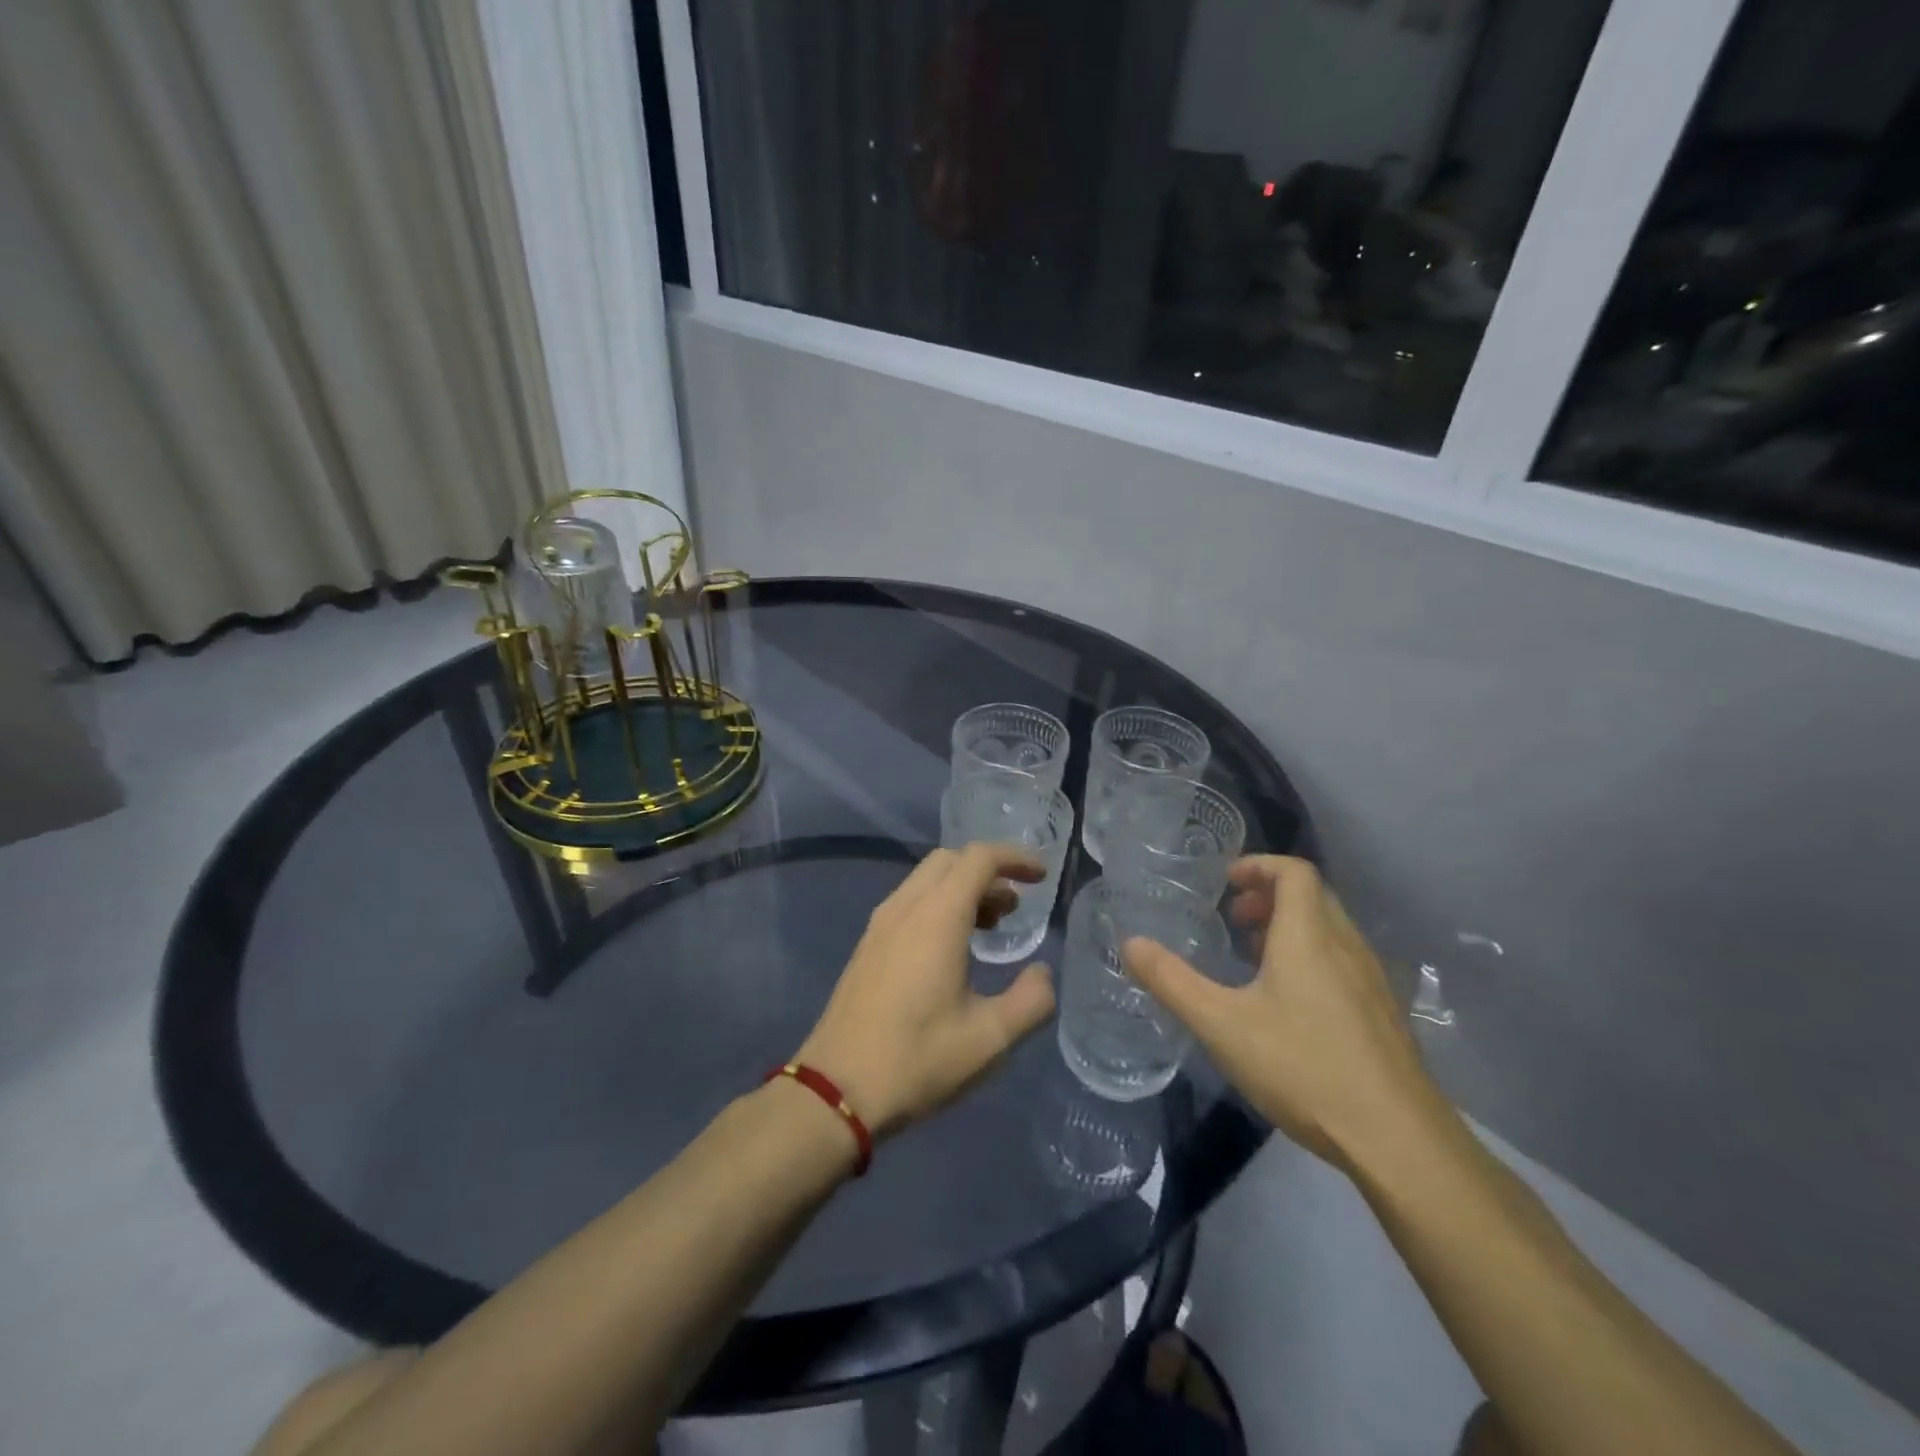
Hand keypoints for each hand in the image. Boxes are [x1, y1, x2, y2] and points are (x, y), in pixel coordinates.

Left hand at [796, 843, 1057, 1138]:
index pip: (979, 858)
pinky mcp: (867, 945)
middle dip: (989, 871)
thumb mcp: (990, 1039)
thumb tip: (1042, 972)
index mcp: (936, 917)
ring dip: (963, 888)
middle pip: (950, 860)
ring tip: (991, 926)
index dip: (1015, 858)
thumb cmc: (917, 1059)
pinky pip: (909, 902)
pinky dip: (939, 905)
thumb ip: (1031, 1000)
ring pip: (926, 880)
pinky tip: (952, 948)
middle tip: (1015, 906)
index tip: (1041, 876)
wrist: (835, 1089)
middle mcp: (905, 907)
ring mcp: (880, 925)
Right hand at [1122, 855, 1447, 1171]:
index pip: (1294, 871)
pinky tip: (1289, 1006)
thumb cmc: (1304, 1068)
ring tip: (1254, 959)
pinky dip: (1312, 957)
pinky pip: (1344, 961)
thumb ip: (1172, 981)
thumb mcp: (1221, 1024)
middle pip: (1313, 896)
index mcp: (1309, 936)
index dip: (1259, 865)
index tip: (1226, 882)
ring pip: (1330, 930)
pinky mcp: (1384, 1015)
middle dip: (1270, 896)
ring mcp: (1372, 981)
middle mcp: (1346, 946)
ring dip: (1291, 927)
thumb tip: (1130, 943)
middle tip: (1234, 918)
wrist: (1398, 1140)